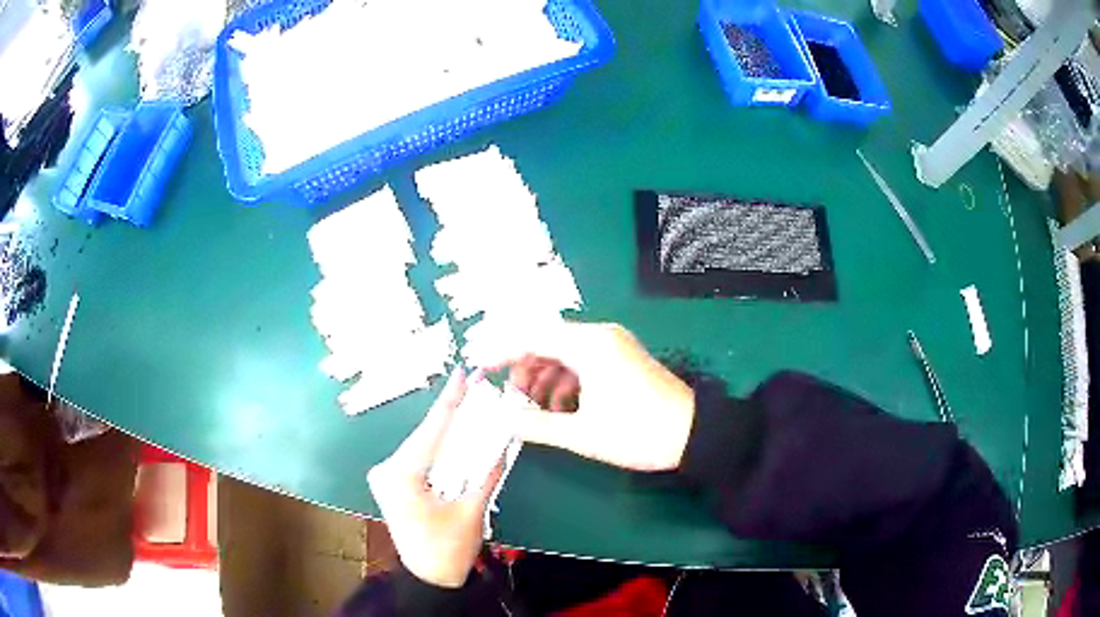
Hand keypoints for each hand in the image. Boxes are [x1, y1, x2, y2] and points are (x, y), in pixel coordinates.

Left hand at [367, 370, 502, 587]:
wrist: (428, 578)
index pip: (431, 431)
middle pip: (424, 435)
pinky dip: (437, 447)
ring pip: (421, 444)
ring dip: (445, 430)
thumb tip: (503, 441)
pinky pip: (417, 457)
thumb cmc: (448, 550)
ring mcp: (385, 476)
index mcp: (402, 476)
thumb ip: (487, 474)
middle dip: (450, 414)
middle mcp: (386, 470)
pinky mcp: (391, 483)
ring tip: (467, 406)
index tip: (462, 375)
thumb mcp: (471, 513)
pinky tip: (453, 434)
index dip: (450, 402)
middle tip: (473, 389)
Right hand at [490, 322, 694, 471]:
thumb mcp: (581, 434)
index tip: (477, 369)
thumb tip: (502, 418)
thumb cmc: (638, 433)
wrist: (694, 434)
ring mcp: (612, 346)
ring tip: (531, 409)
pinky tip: (559, 409)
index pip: (531, 336)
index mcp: (589, 345)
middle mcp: (599, 336)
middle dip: (522, 370)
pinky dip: (564, 382)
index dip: (499, 352)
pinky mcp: (620, 359)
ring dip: (542, 378)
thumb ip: (535, 424)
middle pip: (545, 342)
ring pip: (562, 353)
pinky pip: (581, 362)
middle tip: (508, 399)